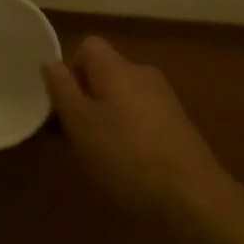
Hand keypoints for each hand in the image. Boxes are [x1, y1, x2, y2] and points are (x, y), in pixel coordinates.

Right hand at [43, 37, 243, 234]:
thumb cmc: (125, 155)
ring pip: (124, 97)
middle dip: (87, 99)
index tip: (62, 105)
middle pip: (106, 73)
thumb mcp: (80, 124)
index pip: (88, 46)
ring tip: (100, 157)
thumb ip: (62, 90)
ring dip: (107, 118)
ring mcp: (165, 99)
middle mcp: (142, 73)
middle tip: (74, 137)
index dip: (71, 70)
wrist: (192, 196)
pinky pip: (143, 117)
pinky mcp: (179, 126)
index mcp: (116, 66)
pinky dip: (130, 133)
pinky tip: (129, 167)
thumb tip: (51, 62)